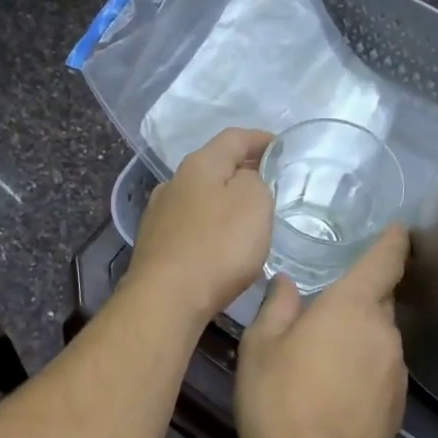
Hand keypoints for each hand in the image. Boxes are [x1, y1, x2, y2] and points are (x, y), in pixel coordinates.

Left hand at [125, 128, 274, 326]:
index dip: (261, 139)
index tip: (282, 147)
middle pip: (213, 167)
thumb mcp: (254, 203)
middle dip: (242, 171)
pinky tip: (221, 244)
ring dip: (224, 201)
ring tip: (248, 216)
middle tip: (270, 183)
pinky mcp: (155, 245)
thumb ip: (255, 181)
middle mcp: (173, 183)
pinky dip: (210, 226)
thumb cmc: (217, 247)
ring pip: (199, 197)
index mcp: (198, 165)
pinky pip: (190, 226)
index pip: (234, 138)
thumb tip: (244, 179)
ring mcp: (158, 215)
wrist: (166, 299)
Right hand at [235, 225, 408, 437]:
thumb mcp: (259, 346)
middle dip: (358, 298)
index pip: (386, 258)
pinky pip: (380, 372)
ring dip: (357, 339)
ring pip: (379, 339)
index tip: (393, 229)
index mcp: (352, 306)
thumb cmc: (277, 399)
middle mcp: (384, 332)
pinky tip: (333, 393)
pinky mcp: (398, 406)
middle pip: (380, 300)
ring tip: (321, 359)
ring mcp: (396, 371)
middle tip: (322, 309)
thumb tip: (288, 283)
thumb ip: (277, 306)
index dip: (392, 240)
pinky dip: (362, 371)